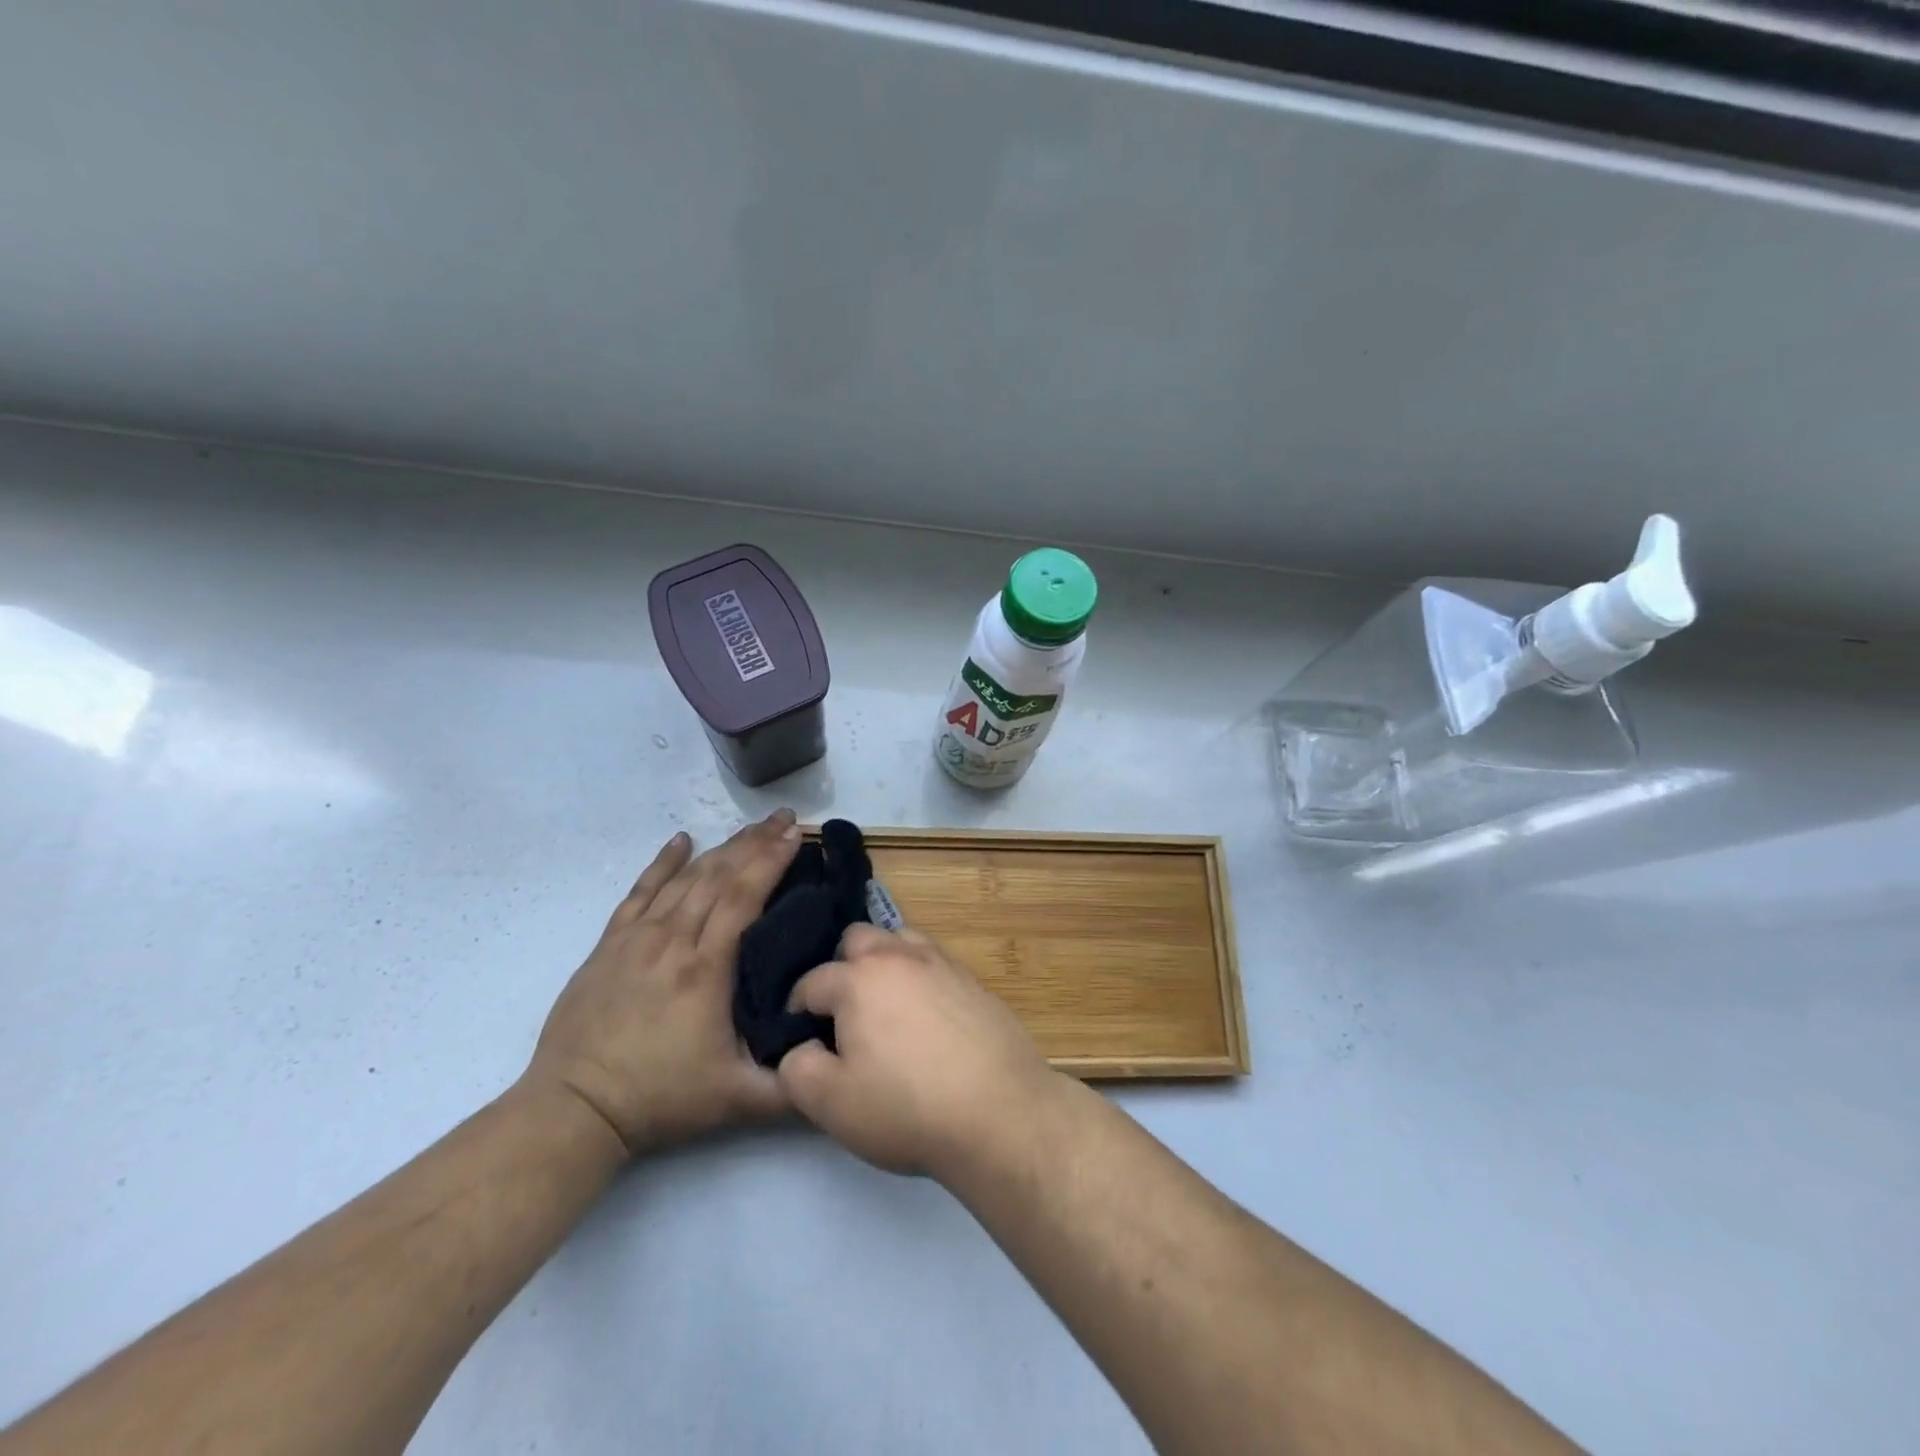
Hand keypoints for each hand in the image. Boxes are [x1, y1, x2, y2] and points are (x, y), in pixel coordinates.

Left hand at [525, 810, 802, 1156]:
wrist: (574, 1109)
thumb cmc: (660, 1098)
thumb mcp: (737, 1101)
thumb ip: (793, 1087)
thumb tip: (838, 1066)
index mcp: (707, 969)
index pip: (744, 897)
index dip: (771, 862)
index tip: (797, 836)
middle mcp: (673, 940)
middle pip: (719, 876)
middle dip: (756, 843)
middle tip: (785, 819)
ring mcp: (637, 938)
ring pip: (685, 878)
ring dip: (721, 848)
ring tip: (751, 827)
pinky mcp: (609, 945)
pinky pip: (639, 891)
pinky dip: (662, 863)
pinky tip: (680, 840)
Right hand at [777, 924, 1059, 1178]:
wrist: (1001, 1113)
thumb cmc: (907, 1108)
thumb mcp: (831, 1103)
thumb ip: (797, 1069)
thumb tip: (797, 1048)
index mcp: (859, 978)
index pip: (811, 981)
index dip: (797, 1011)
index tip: (800, 1039)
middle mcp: (900, 956)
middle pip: (857, 939)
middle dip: (841, 968)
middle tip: (843, 1016)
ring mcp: (942, 963)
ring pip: (899, 940)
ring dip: (883, 962)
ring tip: (884, 1007)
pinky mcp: (973, 981)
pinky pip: (933, 963)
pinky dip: (918, 977)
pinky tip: (925, 1017)